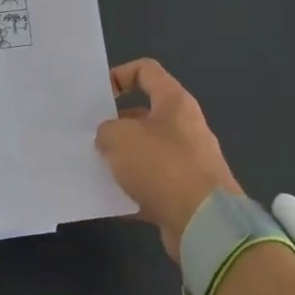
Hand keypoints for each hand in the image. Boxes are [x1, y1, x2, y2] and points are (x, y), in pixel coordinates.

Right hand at [95, 58, 242, 259]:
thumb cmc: (162, 165)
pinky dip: (130, 192)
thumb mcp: (120, 137)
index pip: (146, 71)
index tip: (98, 96)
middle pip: (143, 115)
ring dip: (121, 160)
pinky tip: (107, 200)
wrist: (204, 222)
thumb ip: (106, 130)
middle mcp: (184, 128)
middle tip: (90, 136)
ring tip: (94, 168)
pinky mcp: (184, 195)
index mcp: (174, 102)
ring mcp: (187, 163)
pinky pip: (150, 186)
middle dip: (115, 125)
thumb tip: (109, 138)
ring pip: (145, 153)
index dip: (120, 75)